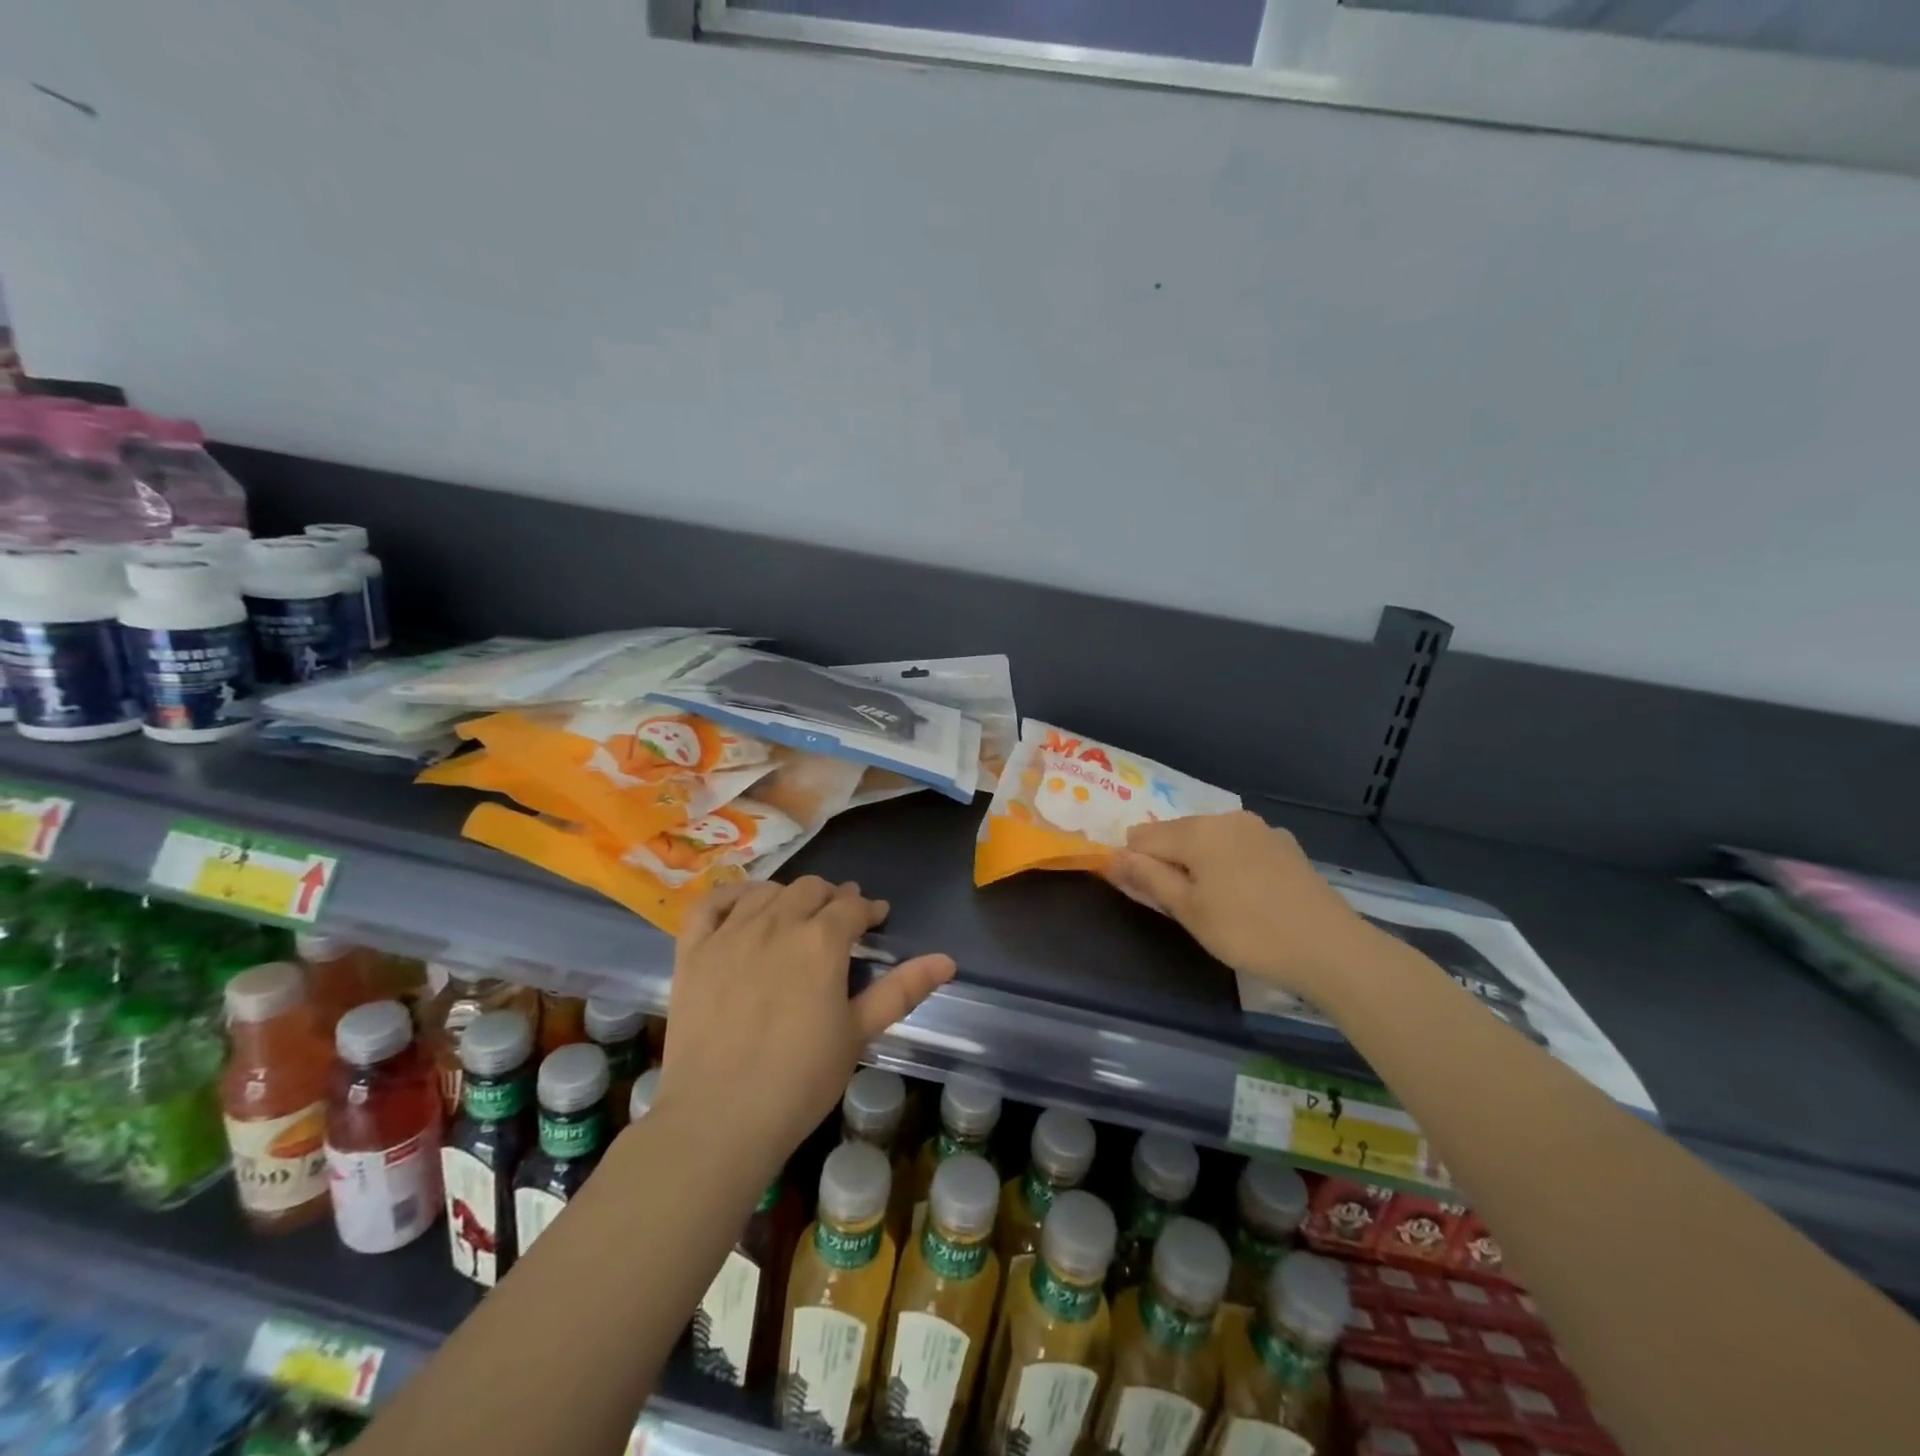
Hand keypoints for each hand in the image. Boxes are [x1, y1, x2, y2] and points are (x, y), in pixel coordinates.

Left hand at [656, 876, 955, 1165]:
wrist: (718, 1119)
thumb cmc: (800, 1081)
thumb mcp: (858, 1033)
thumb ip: (901, 990)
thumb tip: (947, 960)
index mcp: (821, 941)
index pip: (851, 907)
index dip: (868, 908)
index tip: (876, 917)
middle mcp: (777, 923)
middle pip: (810, 889)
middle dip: (831, 897)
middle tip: (839, 918)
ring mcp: (730, 934)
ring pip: (766, 892)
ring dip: (788, 895)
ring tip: (796, 914)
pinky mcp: (693, 951)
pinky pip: (710, 903)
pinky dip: (730, 895)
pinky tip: (743, 905)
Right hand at [1104, 812, 1380, 1003]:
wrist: (1330, 948)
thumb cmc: (1248, 932)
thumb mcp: (1189, 911)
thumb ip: (1148, 879)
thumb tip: (1112, 857)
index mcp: (1198, 830)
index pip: (1142, 836)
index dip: (1133, 863)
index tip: (1144, 895)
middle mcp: (1227, 818)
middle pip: (1176, 833)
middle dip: (1168, 862)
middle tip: (1183, 907)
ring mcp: (1260, 829)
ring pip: (1210, 840)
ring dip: (1200, 863)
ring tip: (1217, 904)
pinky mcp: (1285, 846)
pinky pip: (1239, 847)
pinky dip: (1230, 864)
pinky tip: (1247, 896)